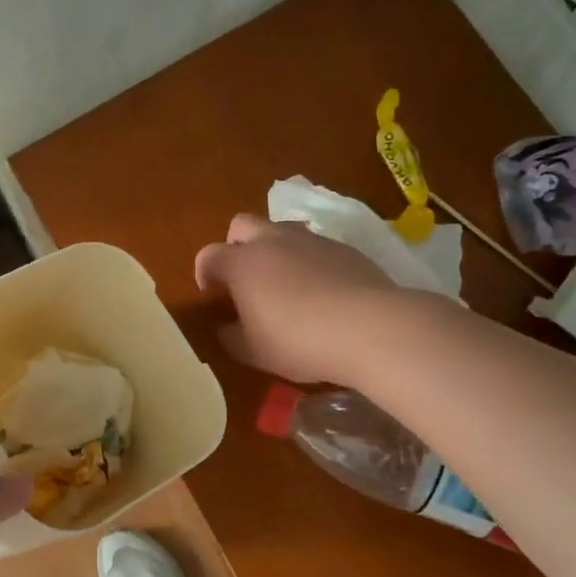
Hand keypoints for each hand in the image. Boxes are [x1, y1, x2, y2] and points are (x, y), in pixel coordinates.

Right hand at [194, 214, 398, 384]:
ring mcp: (312, 240)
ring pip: (282, 230)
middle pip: (243, 225)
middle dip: (236, 245)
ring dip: (274, 249)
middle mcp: (273, 241)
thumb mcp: (254, 351)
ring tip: (284, 282)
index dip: (204, 272)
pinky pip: (316, 247)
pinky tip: (321, 290)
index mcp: (243, 263)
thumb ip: (232, 337)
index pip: (209, 255)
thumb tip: (226, 329)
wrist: (370, 327)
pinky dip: (309, 261)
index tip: (211, 292)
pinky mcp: (345, 248)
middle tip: (244, 277)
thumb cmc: (298, 340)